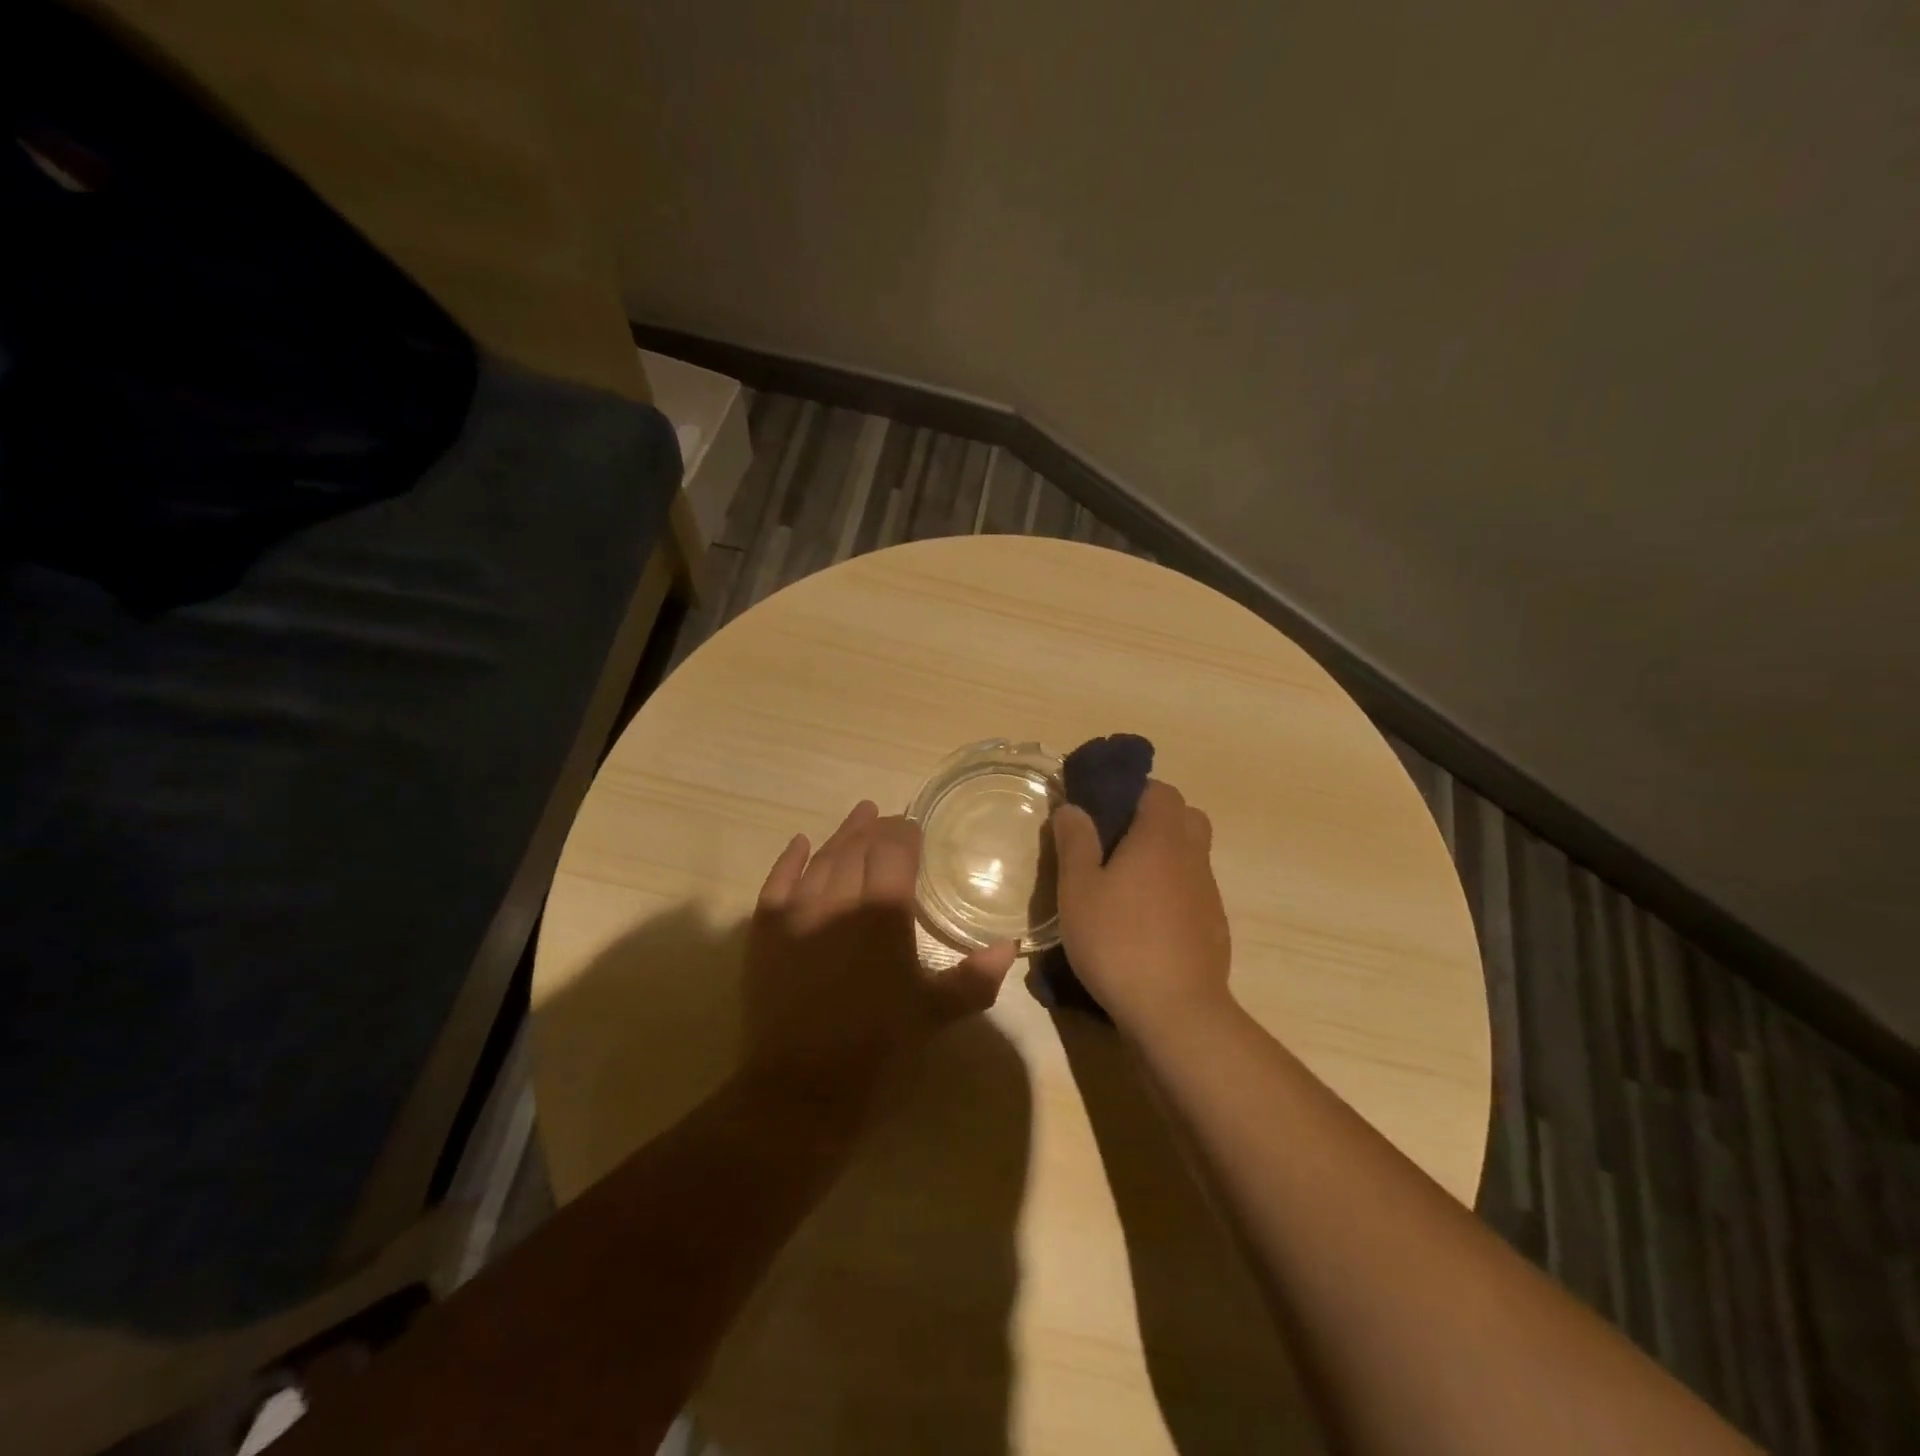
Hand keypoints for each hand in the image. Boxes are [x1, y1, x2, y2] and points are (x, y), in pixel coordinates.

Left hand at [743, 801, 1017, 1107]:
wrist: (801, 1088)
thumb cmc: (878, 1048)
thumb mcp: (935, 1013)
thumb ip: (975, 977)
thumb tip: (1010, 946)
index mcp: (883, 912)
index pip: (895, 850)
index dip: (905, 832)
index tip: (914, 826)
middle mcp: (839, 898)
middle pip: (858, 847)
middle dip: (874, 829)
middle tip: (885, 817)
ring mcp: (798, 912)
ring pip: (821, 859)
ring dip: (840, 836)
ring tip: (857, 817)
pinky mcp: (766, 932)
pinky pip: (777, 883)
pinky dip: (789, 860)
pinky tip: (800, 844)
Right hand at [1050, 780, 1231, 1033]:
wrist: (1175, 1012)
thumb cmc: (1118, 941)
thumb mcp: (1078, 889)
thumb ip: (1075, 842)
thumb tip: (1073, 807)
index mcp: (1161, 837)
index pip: (1160, 790)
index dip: (1132, 791)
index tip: (1103, 808)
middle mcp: (1192, 856)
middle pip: (1184, 817)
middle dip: (1153, 819)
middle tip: (1115, 842)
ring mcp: (1208, 892)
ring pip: (1190, 854)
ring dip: (1163, 856)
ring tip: (1124, 884)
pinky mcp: (1214, 926)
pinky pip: (1192, 890)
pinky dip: (1172, 890)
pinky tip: (1144, 921)